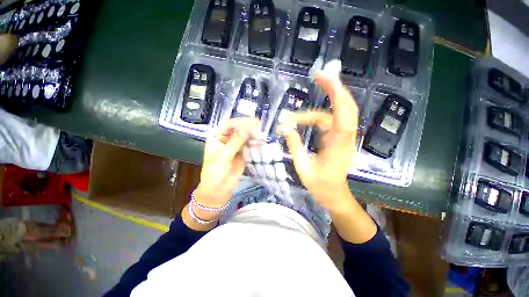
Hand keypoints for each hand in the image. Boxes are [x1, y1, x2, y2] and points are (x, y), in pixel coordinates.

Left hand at [191, 118, 261, 221]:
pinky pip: (250, 144)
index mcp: (217, 136)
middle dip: (249, 128)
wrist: (219, 189)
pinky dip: (255, 142)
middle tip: (260, 127)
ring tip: (262, 135)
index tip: (253, 122)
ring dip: (254, 135)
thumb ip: (236, 142)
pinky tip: (260, 141)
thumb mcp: (223, 156)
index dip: (241, 122)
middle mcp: (227, 138)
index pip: (230, 124)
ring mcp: (236, 145)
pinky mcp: (243, 152)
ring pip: (246, 136)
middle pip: (239, 129)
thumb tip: (247, 129)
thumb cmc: (215, 172)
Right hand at [279, 71, 357, 210]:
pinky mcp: (339, 138)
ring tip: (300, 108)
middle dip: (334, 89)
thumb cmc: (319, 185)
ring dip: (323, 104)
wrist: (333, 194)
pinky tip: (305, 118)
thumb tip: (283, 128)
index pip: (342, 116)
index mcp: (338, 147)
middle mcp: (345, 138)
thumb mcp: (302, 167)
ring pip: (337, 113)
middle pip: (346, 107)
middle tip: (318, 76)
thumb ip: (294, 146)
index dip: (336, 95)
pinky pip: (332, 120)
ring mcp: (344, 137)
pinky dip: (319, 115)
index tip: (324, 78)